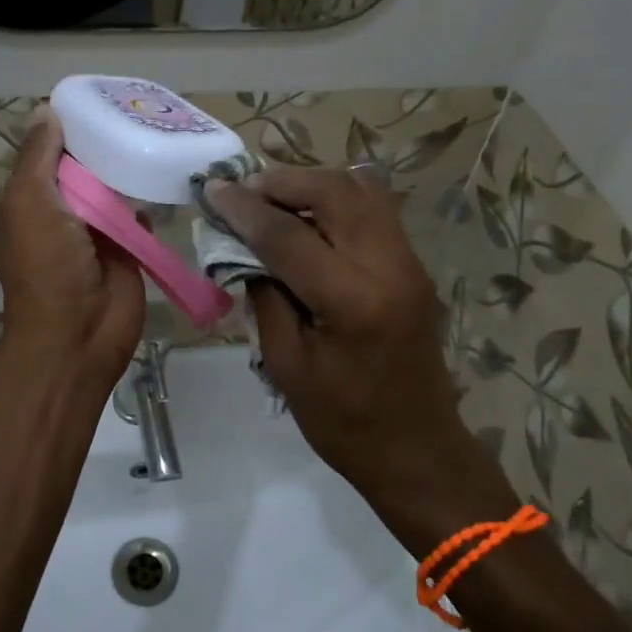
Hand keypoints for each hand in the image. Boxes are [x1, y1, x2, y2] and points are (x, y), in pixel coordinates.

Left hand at [0, 110, 146, 391]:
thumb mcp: (28, 201)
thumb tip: (45, 110)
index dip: (65, 128)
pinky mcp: (125, 245)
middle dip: (101, 143)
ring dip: (126, 167)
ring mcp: (93, 229)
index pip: (45, 152)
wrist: (79, 330)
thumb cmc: (45, 263)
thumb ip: (38, 156)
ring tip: (154, 129)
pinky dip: (147, 195)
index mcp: (26, 199)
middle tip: (134, 109)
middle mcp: (58, 210)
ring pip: (111, 186)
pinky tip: (164, 168)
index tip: (96, 99)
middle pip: (81, 166)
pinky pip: (137, 210)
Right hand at [205, 168, 464, 491]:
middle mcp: (388, 267)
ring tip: (274, 197)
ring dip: (312, 183)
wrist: (418, 449)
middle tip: (245, 191)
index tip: (213, 190)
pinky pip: (375, 208)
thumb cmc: (343, 421)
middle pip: (333, 191)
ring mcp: (410, 262)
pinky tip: (310, 214)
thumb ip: (264, 298)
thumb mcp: (286, 365)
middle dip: (281, 182)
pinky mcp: (415, 265)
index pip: (288, 235)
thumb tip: (243, 248)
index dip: (244, 209)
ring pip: (360, 189)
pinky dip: (338, 198)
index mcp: (352, 301)